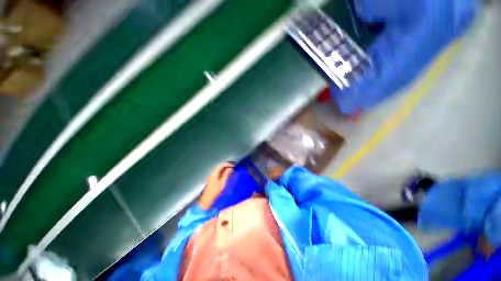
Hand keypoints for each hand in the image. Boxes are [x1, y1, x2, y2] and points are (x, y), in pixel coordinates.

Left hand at [198, 162, 233, 209]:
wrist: (207, 198)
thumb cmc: (215, 191)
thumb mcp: (222, 183)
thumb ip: (226, 175)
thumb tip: (230, 168)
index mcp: (215, 173)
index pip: (221, 165)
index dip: (228, 164)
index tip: (233, 166)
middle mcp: (213, 172)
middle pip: (220, 166)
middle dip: (227, 167)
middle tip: (233, 169)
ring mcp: (212, 175)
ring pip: (220, 170)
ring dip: (225, 170)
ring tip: (232, 172)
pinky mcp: (212, 178)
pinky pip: (219, 173)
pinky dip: (223, 173)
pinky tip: (227, 176)